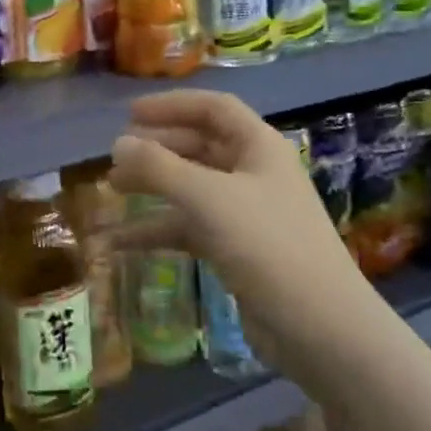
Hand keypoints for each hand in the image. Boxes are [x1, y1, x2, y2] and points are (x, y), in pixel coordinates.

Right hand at [110, 91, 357, 353]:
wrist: (318, 325)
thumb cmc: (266, 244)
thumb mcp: (207, 198)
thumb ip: (158, 167)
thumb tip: (118, 144)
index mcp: (259, 147)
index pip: (213, 109)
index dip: (172, 105)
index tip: (130, 114)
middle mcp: (254, 173)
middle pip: (199, 146)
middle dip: (157, 148)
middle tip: (115, 156)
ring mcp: (246, 213)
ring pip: (191, 188)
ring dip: (153, 186)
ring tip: (113, 189)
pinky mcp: (237, 249)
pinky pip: (190, 227)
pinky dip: (158, 229)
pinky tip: (120, 242)